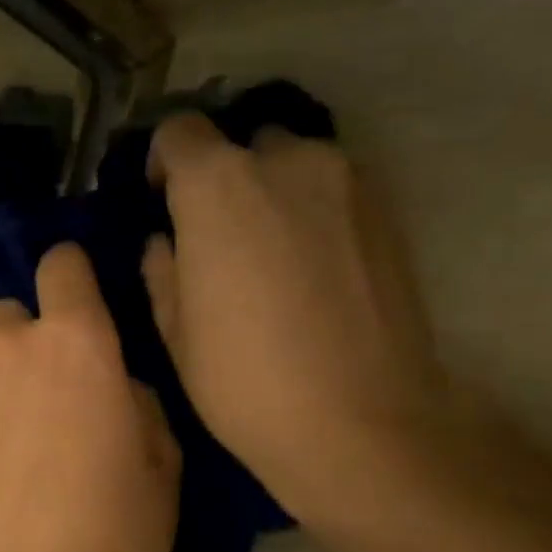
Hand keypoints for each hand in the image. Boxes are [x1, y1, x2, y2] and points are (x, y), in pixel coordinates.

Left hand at [0, 245, 179, 551]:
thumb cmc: (114, 533)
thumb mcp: (160, 463)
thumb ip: (133, 400)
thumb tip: (108, 384)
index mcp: (74, 342)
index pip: (61, 265)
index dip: (68, 278)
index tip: (71, 304)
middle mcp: (3, 346)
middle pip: (7, 318)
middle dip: (24, 346)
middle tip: (37, 401)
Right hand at [143, 114, 448, 523]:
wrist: (360, 421)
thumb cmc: (243, 377)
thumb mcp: (174, 328)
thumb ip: (162, 268)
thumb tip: (168, 242)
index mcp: (218, 185)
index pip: (180, 131)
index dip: (163, 162)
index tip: (162, 202)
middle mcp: (286, 161)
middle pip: (243, 144)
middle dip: (223, 177)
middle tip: (216, 234)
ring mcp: (348, 182)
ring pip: (295, 164)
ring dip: (272, 192)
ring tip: (267, 253)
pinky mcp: (389, 212)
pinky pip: (334, 191)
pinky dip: (312, 212)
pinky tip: (309, 268)